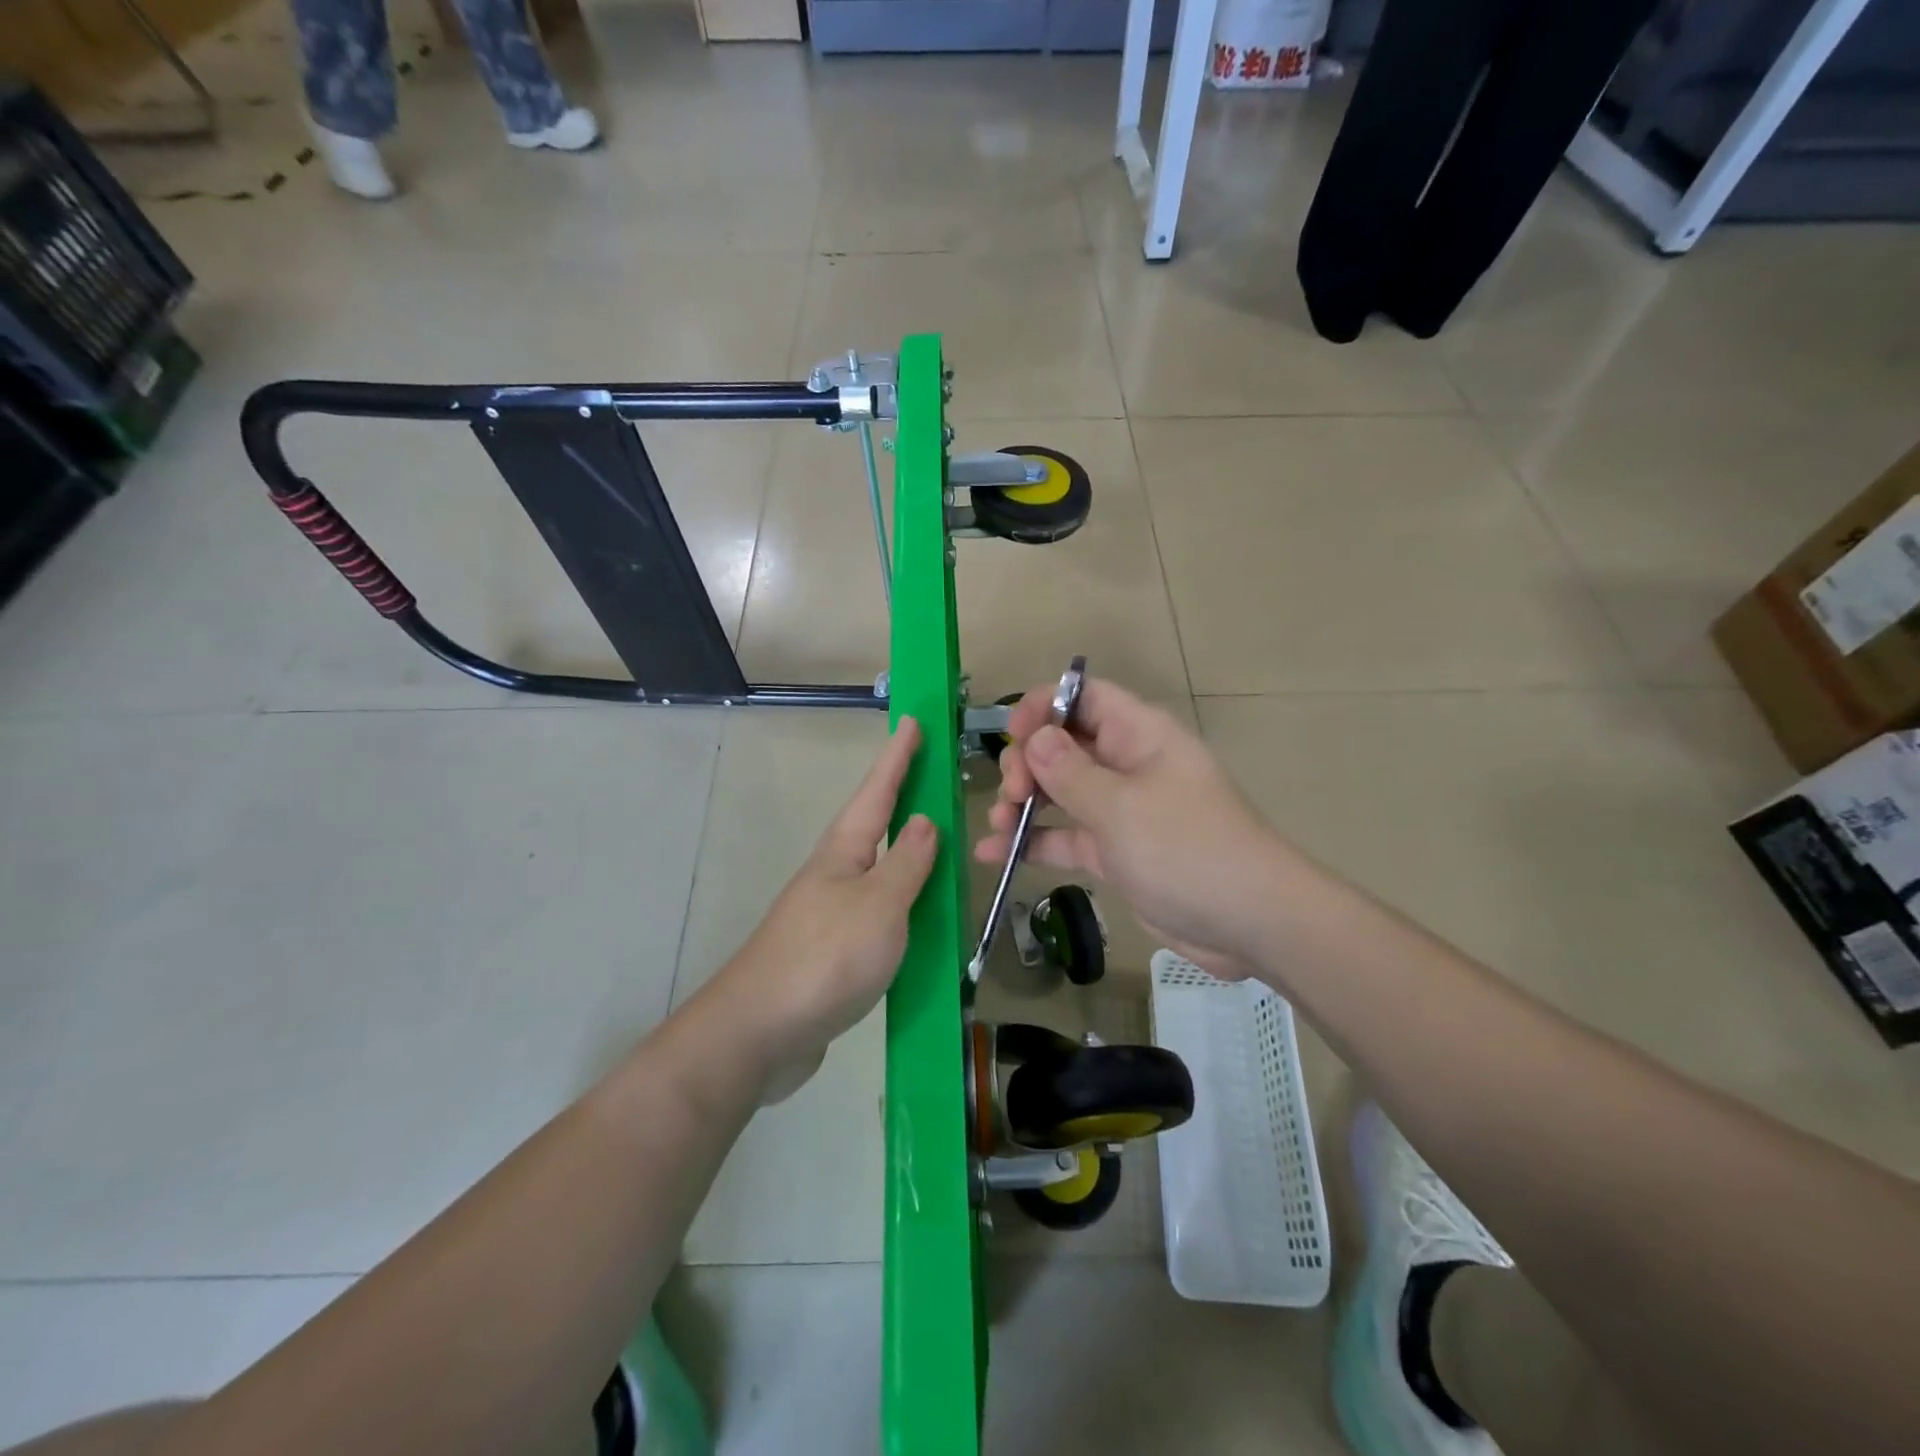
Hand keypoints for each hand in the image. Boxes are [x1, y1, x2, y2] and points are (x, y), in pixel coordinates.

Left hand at [702, 718, 938, 1098]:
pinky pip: (877, 909)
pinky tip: (917, 913)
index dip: (898, 756)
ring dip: (904, 848)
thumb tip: (923, 820)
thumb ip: (907, 863)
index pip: (878, 791)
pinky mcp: (832, 949)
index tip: (912, 719)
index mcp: (844, 852)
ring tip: (935, 838)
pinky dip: (902, 899)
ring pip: (876, 867)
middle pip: (873, 823)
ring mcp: (830, 912)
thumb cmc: (825, 957)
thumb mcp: (879, 905)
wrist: (760, 1033)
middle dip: (900, 795)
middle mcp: (834, 873)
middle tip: (930, 772)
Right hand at [976, 678, 1287, 978]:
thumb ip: (1069, 772)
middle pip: (1064, 744)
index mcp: (1139, 735)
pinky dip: (1033, 842)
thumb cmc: (1187, 849)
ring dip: (1023, 803)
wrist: (1249, 923)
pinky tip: (994, 855)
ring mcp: (1122, 810)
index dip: (1044, 707)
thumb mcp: (1121, 807)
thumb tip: (1035, 738)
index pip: (1084, 697)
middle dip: (1027, 763)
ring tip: (997, 826)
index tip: (1011, 737)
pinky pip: (1066, 836)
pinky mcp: (1116, 852)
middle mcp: (1128, 764)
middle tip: (1011, 794)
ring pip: (1060, 792)